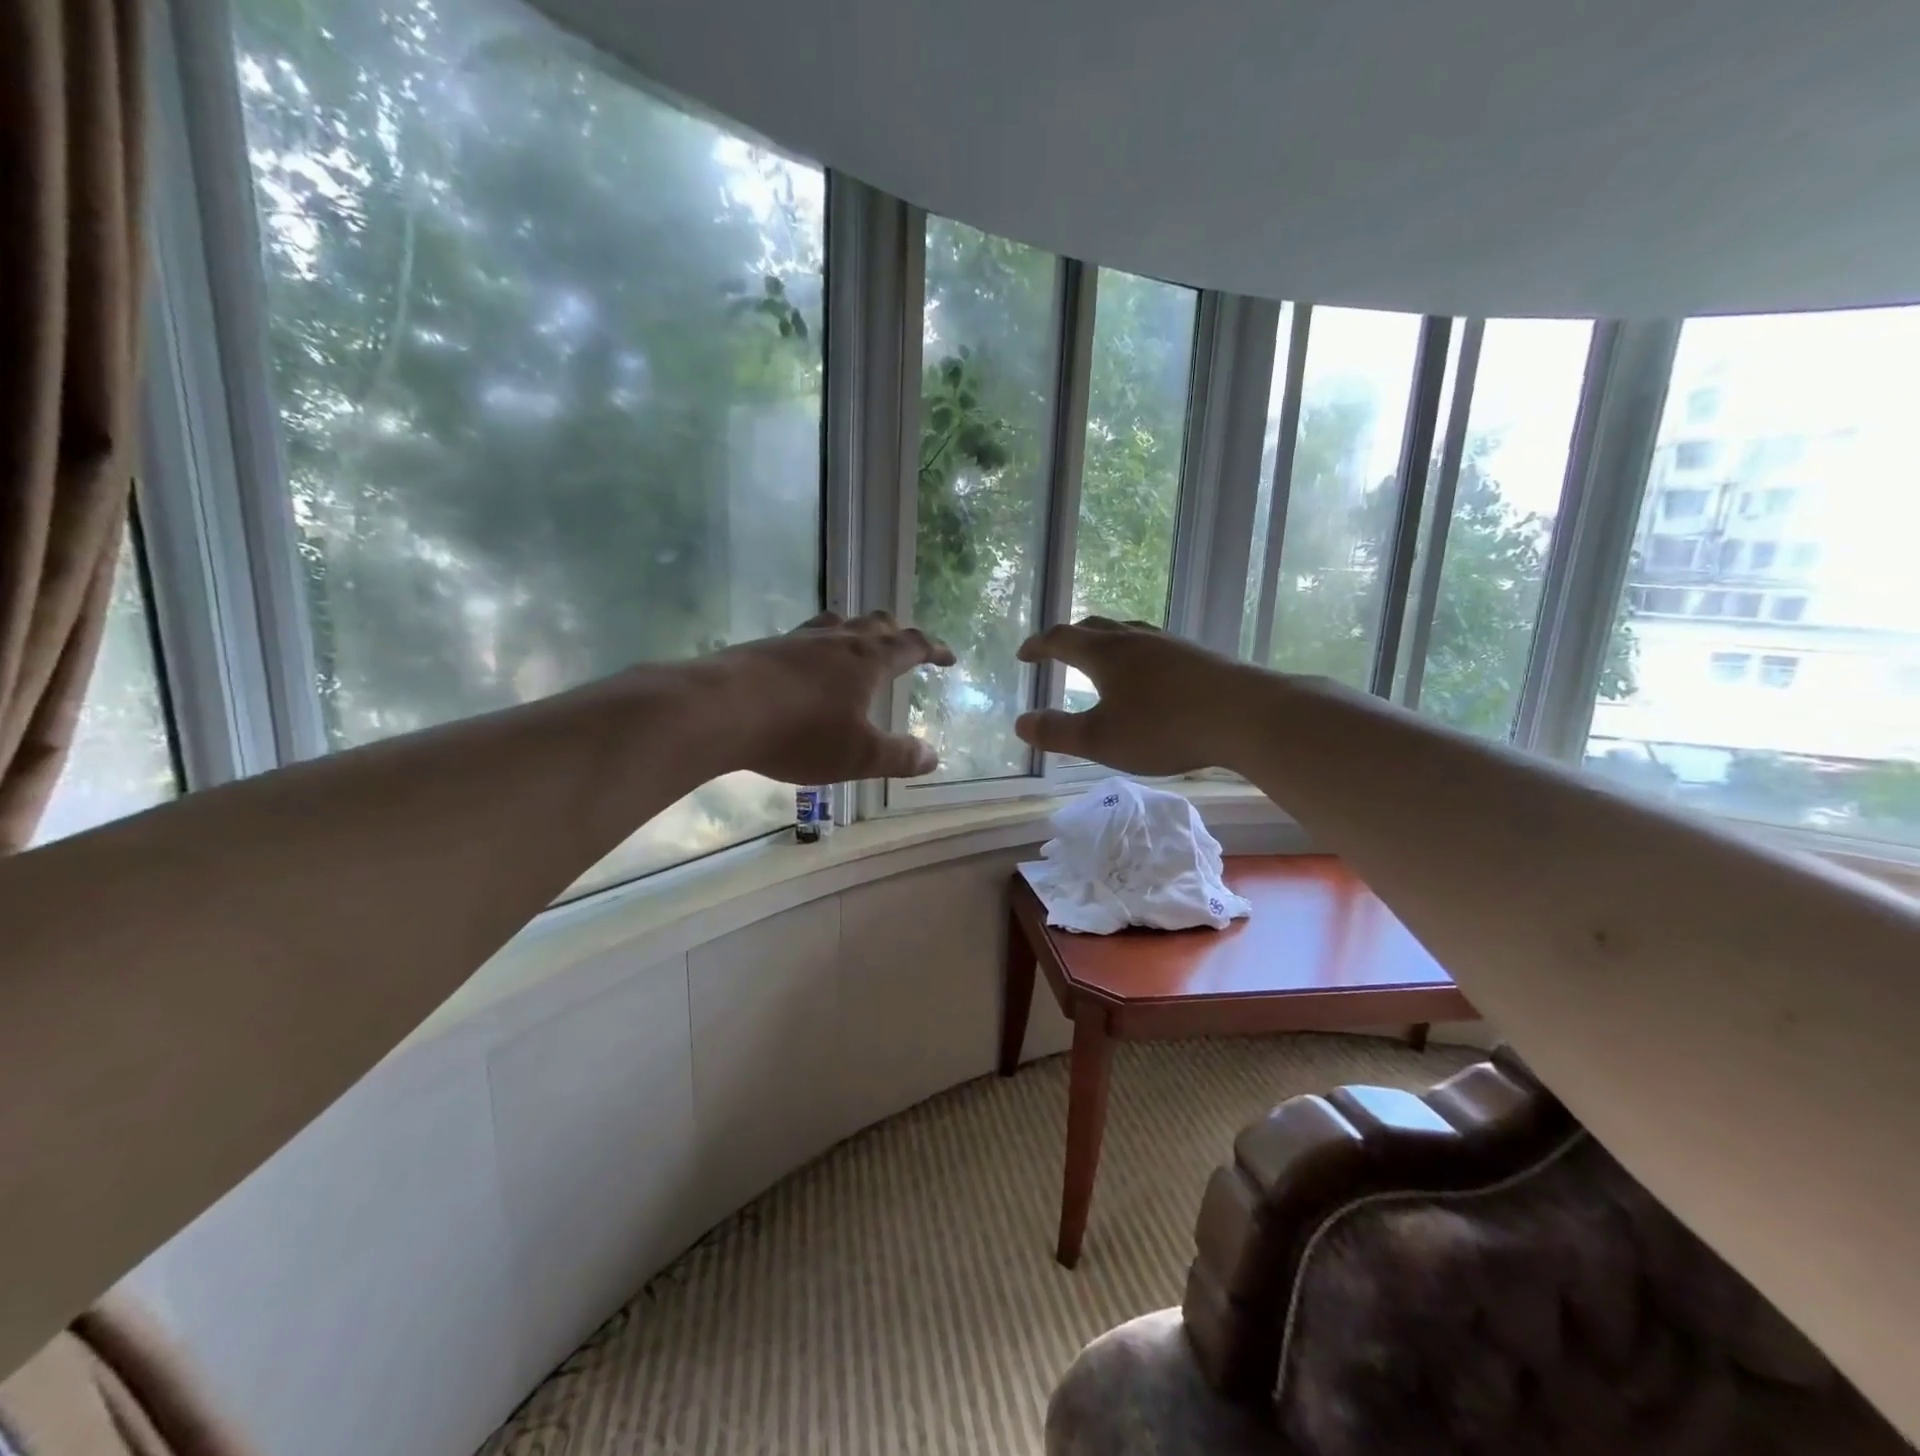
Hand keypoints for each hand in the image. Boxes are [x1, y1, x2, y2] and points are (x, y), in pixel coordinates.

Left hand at [710, 611, 954, 783]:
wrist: (720, 711)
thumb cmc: (800, 734)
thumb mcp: (859, 755)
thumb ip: (899, 756)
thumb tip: (933, 756)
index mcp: (868, 660)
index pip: (912, 645)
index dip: (934, 649)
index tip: (949, 657)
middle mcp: (837, 640)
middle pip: (875, 623)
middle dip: (897, 633)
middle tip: (905, 646)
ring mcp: (798, 640)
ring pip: (837, 623)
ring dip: (855, 631)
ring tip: (857, 644)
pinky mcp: (765, 648)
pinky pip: (803, 637)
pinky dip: (818, 645)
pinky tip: (805, 665)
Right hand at [1014, 618, 1250, 774]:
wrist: (1246, 715)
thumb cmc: (1164, 728)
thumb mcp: (1100, 739)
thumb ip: (1057, 732)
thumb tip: (1020, 723)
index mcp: (1105, 654)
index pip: (1062, 639)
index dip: (1039, 645)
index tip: (1024, 655)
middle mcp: (1135, 639)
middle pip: (1095, 627)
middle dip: (1070, 637)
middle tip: (1057, 650)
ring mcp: (1170, 644)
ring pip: (1128, 632)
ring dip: (1106, 640)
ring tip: (1101, 656)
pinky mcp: (1198, 656)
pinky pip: (1155, 645)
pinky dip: (1136, 653)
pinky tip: (1150, 673)